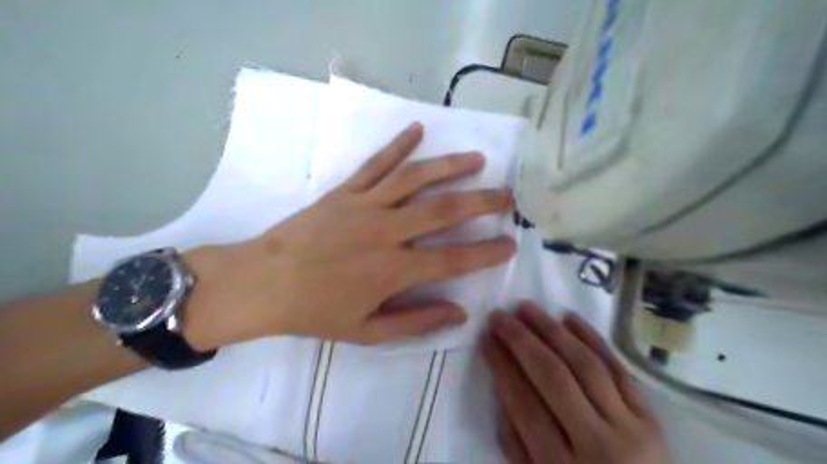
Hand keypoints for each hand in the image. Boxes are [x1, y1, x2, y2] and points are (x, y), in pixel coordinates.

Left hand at [184, 121, 513, 348]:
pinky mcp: (344, 191)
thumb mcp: (367, 332)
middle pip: (443, 210)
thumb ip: (415, 322)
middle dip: (481, 201)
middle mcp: (386, 231)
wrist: (263, 283)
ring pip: (415, 179)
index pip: (453, 259)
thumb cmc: (315, 311)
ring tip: (477, 159)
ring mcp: (364, 205)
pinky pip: (376, 163)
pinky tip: (417, 129)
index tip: (511, 244)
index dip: (486, 252)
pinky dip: (397, 145)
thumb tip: (459, 312)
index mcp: (393, 270)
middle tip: (507, 195)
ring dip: (449, 166)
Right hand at [482, 304, 667, 463]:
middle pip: (553, 377)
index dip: (502, 365)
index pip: (524, 403)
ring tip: (527, 308)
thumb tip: (504, 385)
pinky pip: (619, 370)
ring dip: (553, 331)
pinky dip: (593, 340)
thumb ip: (516, 442)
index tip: (486, 338)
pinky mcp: (651, 419)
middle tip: (500, 315)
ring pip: (586, 366)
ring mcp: (630, 429)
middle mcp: (597, 445)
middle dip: (522, 340)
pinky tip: (570, 318)